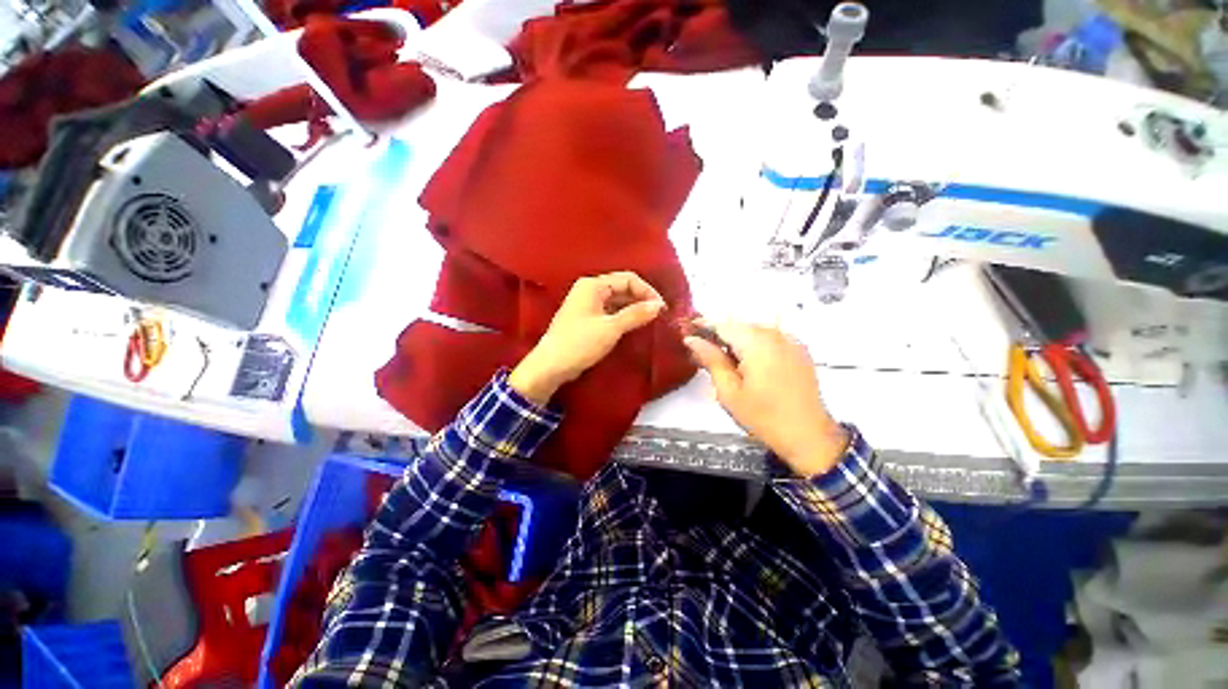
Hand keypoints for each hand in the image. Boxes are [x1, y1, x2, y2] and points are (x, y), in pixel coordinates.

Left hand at [509, 272, 666, 403]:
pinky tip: (634, 326)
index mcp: (593, 285)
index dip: (647, 291)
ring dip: (633, 309)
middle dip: (641, 299)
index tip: (661, 308)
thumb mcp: (611, 328)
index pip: (628, 279)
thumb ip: (636, 315)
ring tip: (650, 321)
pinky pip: (610, 312)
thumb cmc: (580, 343)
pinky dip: (623, 317)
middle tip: (658, 315)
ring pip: (617, 301)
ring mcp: (587, 305)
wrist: (551, 366)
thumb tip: (658, 306)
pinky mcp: (587, 319)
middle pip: (622, 288)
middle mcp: (589, 290)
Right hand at [684, 323, 847, 477]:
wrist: (808, 436)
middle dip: (720, 338)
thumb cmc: (764, 417)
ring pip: (754, 332)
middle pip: (739, 327)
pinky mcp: (800, 351)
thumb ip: (711, 360)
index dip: (702, 328)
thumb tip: (692, 340)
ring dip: (738, 343)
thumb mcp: (729, 391)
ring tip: (727, 365)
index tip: (688, 335)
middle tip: (705, 357)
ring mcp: (791, 341)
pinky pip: (770, 340)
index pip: (722, 325)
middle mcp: (776, 335)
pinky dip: (755, 347)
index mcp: (757, 343)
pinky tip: (750, 367)